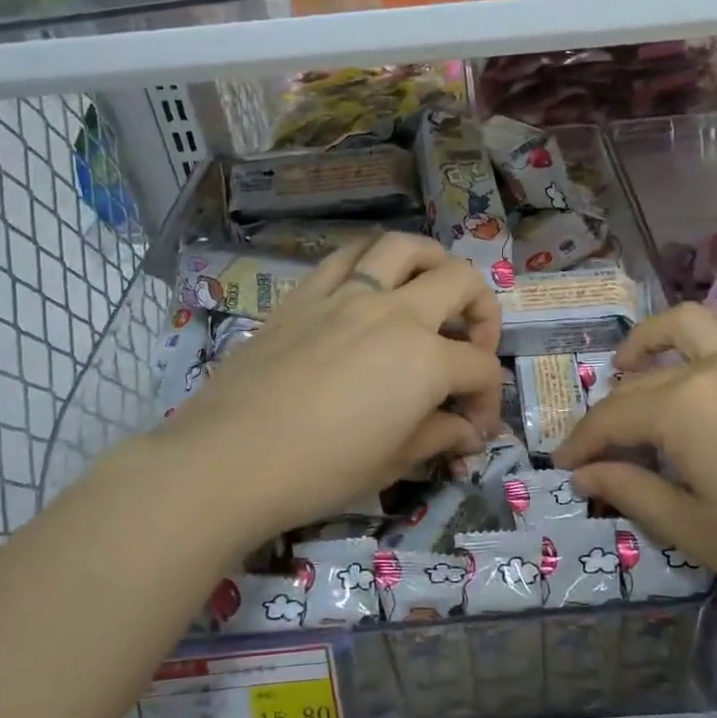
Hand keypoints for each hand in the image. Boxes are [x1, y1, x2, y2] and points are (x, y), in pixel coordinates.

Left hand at [147, 232, 503, 553]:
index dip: (488, 398)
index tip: (474, 427)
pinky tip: (371, 282)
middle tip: (471, 344)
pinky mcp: (305, 294)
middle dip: (482, 310)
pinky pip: (347, 255)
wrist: (228, 459)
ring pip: (404, 247)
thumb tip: (467, 433)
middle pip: (460, 282)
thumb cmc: (319, 471)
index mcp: (425, 359)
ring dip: (432, 261)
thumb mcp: (392, 463)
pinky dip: (371, 259)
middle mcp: (394, 312)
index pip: (479, 367)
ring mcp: (347, 295)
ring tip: (431, 287)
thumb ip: (438, 437)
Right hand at [555, 302, 716, 629]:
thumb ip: (631, 492)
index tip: (562, 466)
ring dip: (649, 342)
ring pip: (686, 326)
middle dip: (609, 409)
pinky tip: (699, 386)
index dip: (582, 443)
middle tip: (597, 444)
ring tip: (631, 368)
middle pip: (642, 378)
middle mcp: (714, 364)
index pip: (613, 416)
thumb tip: (585, 474)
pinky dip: (694, 347)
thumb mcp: (696, 530)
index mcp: (684, 405)